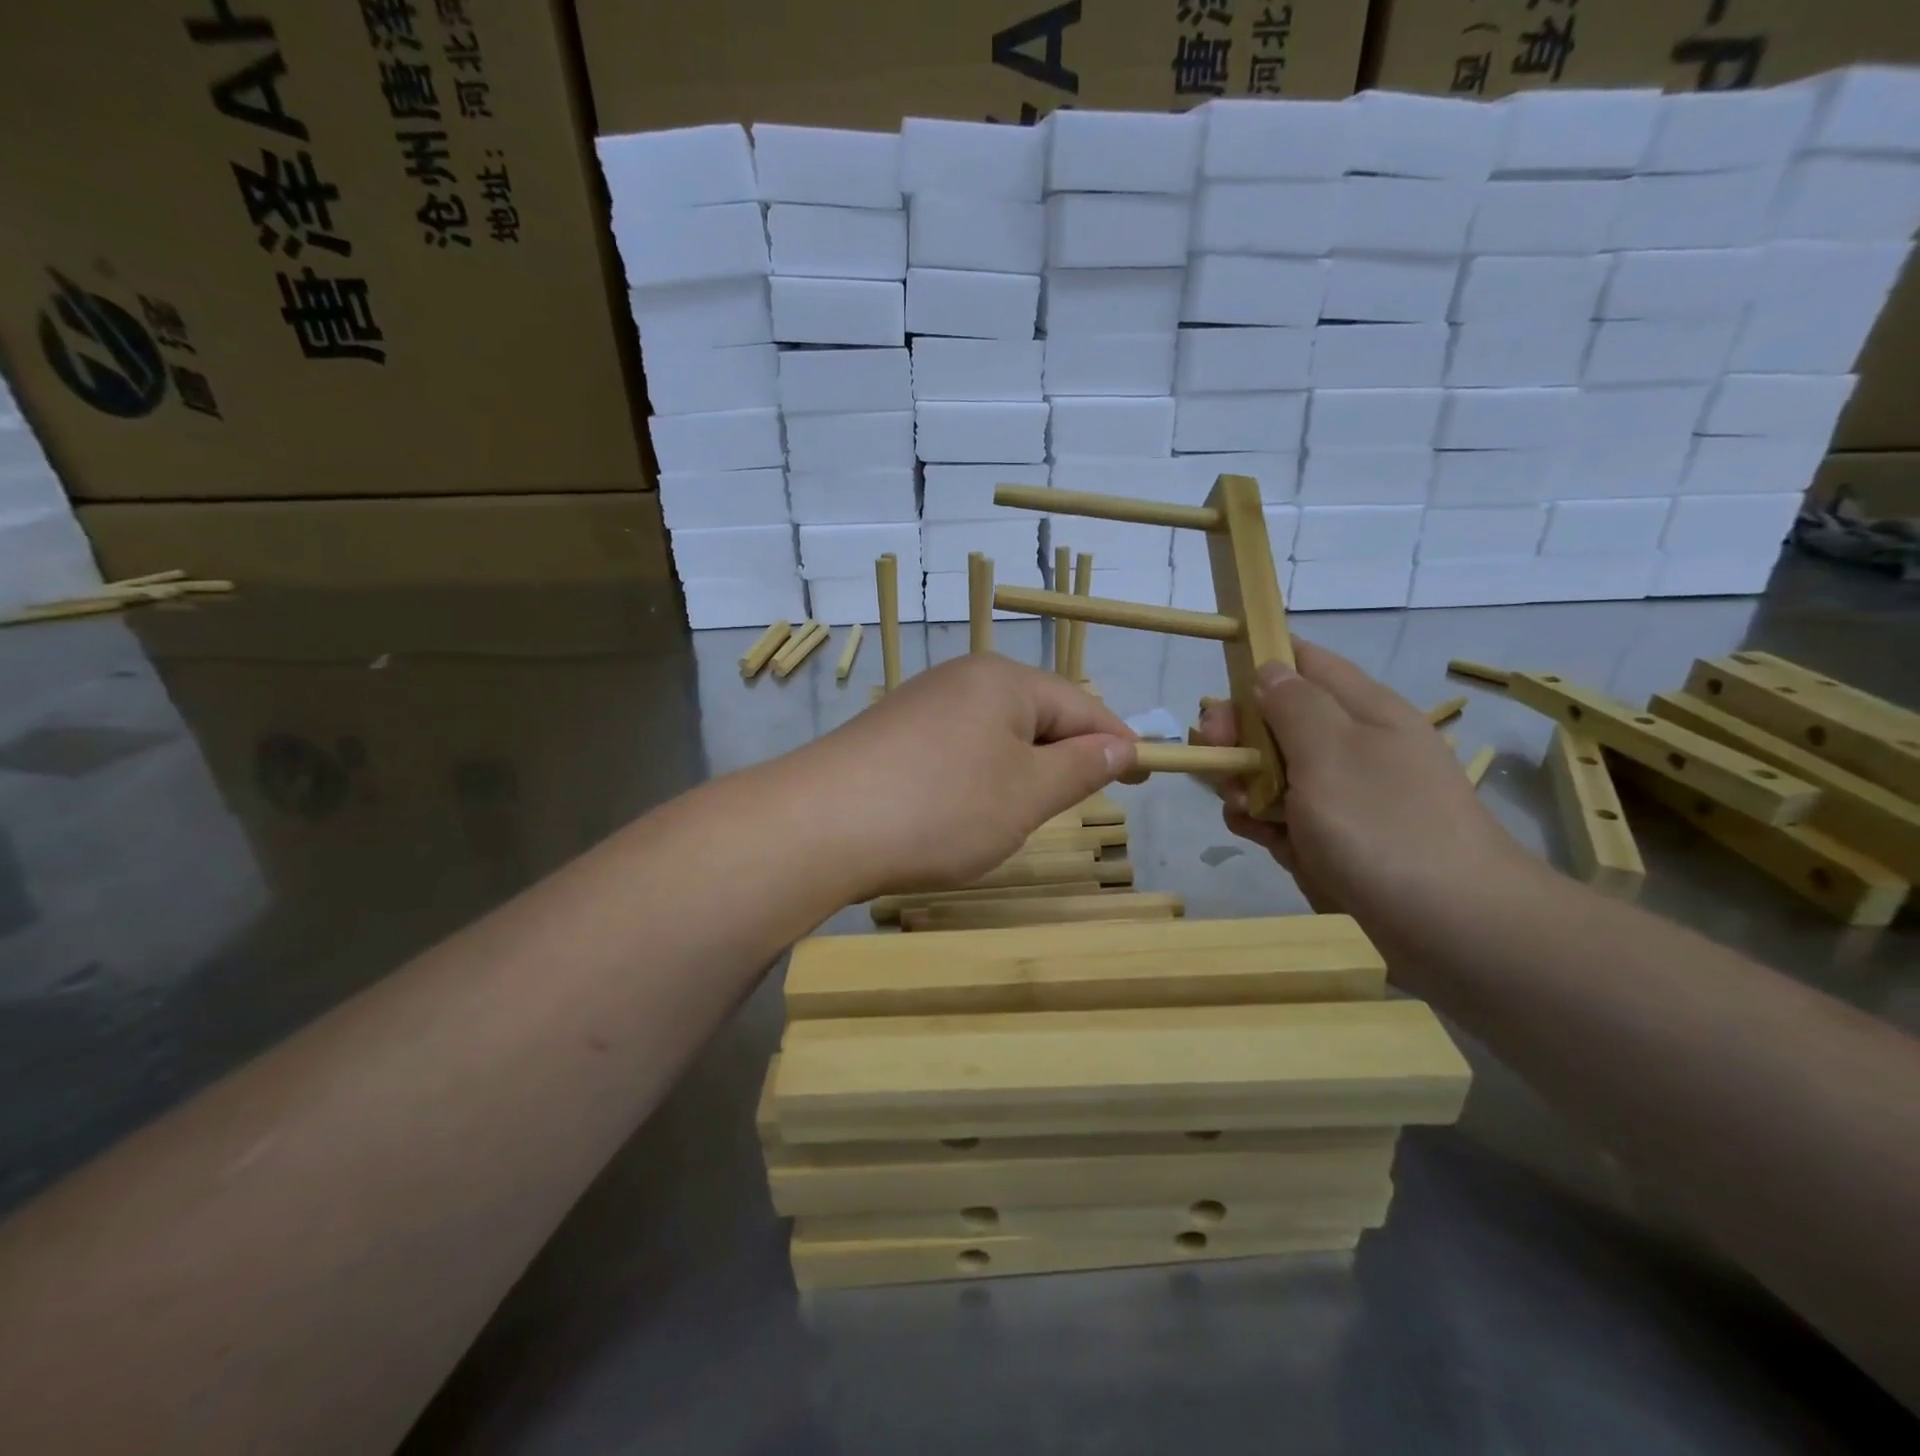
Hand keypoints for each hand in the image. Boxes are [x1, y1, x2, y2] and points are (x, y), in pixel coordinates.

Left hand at [795, 655, 1136, 897]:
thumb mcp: (1027, 793)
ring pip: (995, 737)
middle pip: (1037, 716)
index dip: (1118, 743)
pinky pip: (957, 750)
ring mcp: (922, 703)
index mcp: (1005, 680)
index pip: (1082, 706)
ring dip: (1016, 774)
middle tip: (1069, 808)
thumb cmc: (942, 807)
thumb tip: (1123, 744)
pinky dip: (976, 780)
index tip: (1145, 777)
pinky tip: (959, 812)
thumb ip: (1082, 766)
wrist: (820, 825)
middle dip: (1061, 760)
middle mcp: (963, 678)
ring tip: (1010, 818)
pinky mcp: (892, 734)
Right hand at [1196, 641, 1532, 926]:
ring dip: (1245, 783)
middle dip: (1239, 736)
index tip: (1219, 697)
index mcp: (1361, 709)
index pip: (1302, 661)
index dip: (1256, 666)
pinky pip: (1285, 816)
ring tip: (1242, 808)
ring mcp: (1343, 794)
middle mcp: (1351, 744)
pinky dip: (1264, 822)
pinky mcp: (1335, 838)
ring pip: (1273, 770)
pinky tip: (1258, 837)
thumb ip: (1293, 704)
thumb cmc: (1384, 826)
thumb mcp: (1331, 752)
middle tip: (1218, 761)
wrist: (1453, 928)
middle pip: (1277, 719)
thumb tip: (1268, 670)